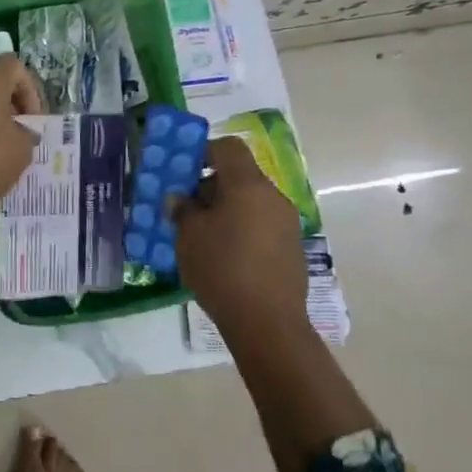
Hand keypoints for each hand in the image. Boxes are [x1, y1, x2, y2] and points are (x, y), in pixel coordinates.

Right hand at [171, 137, 309, 329]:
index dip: (203, 151)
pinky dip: (241, 228)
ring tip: (201, 234)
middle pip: (239, 175)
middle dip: (210, 186)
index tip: (182, 170)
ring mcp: (287, 223)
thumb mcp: (189, 236)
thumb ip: (182, 209)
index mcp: (248, 185)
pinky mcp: (291, 248)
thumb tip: (180, 198)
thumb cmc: (222, 269)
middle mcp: (273, 196)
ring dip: (225, 209)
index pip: (228, 147)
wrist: (267, 323)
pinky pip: (261, 224)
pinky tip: (223, 255)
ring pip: (250, 201)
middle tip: (185, 207)